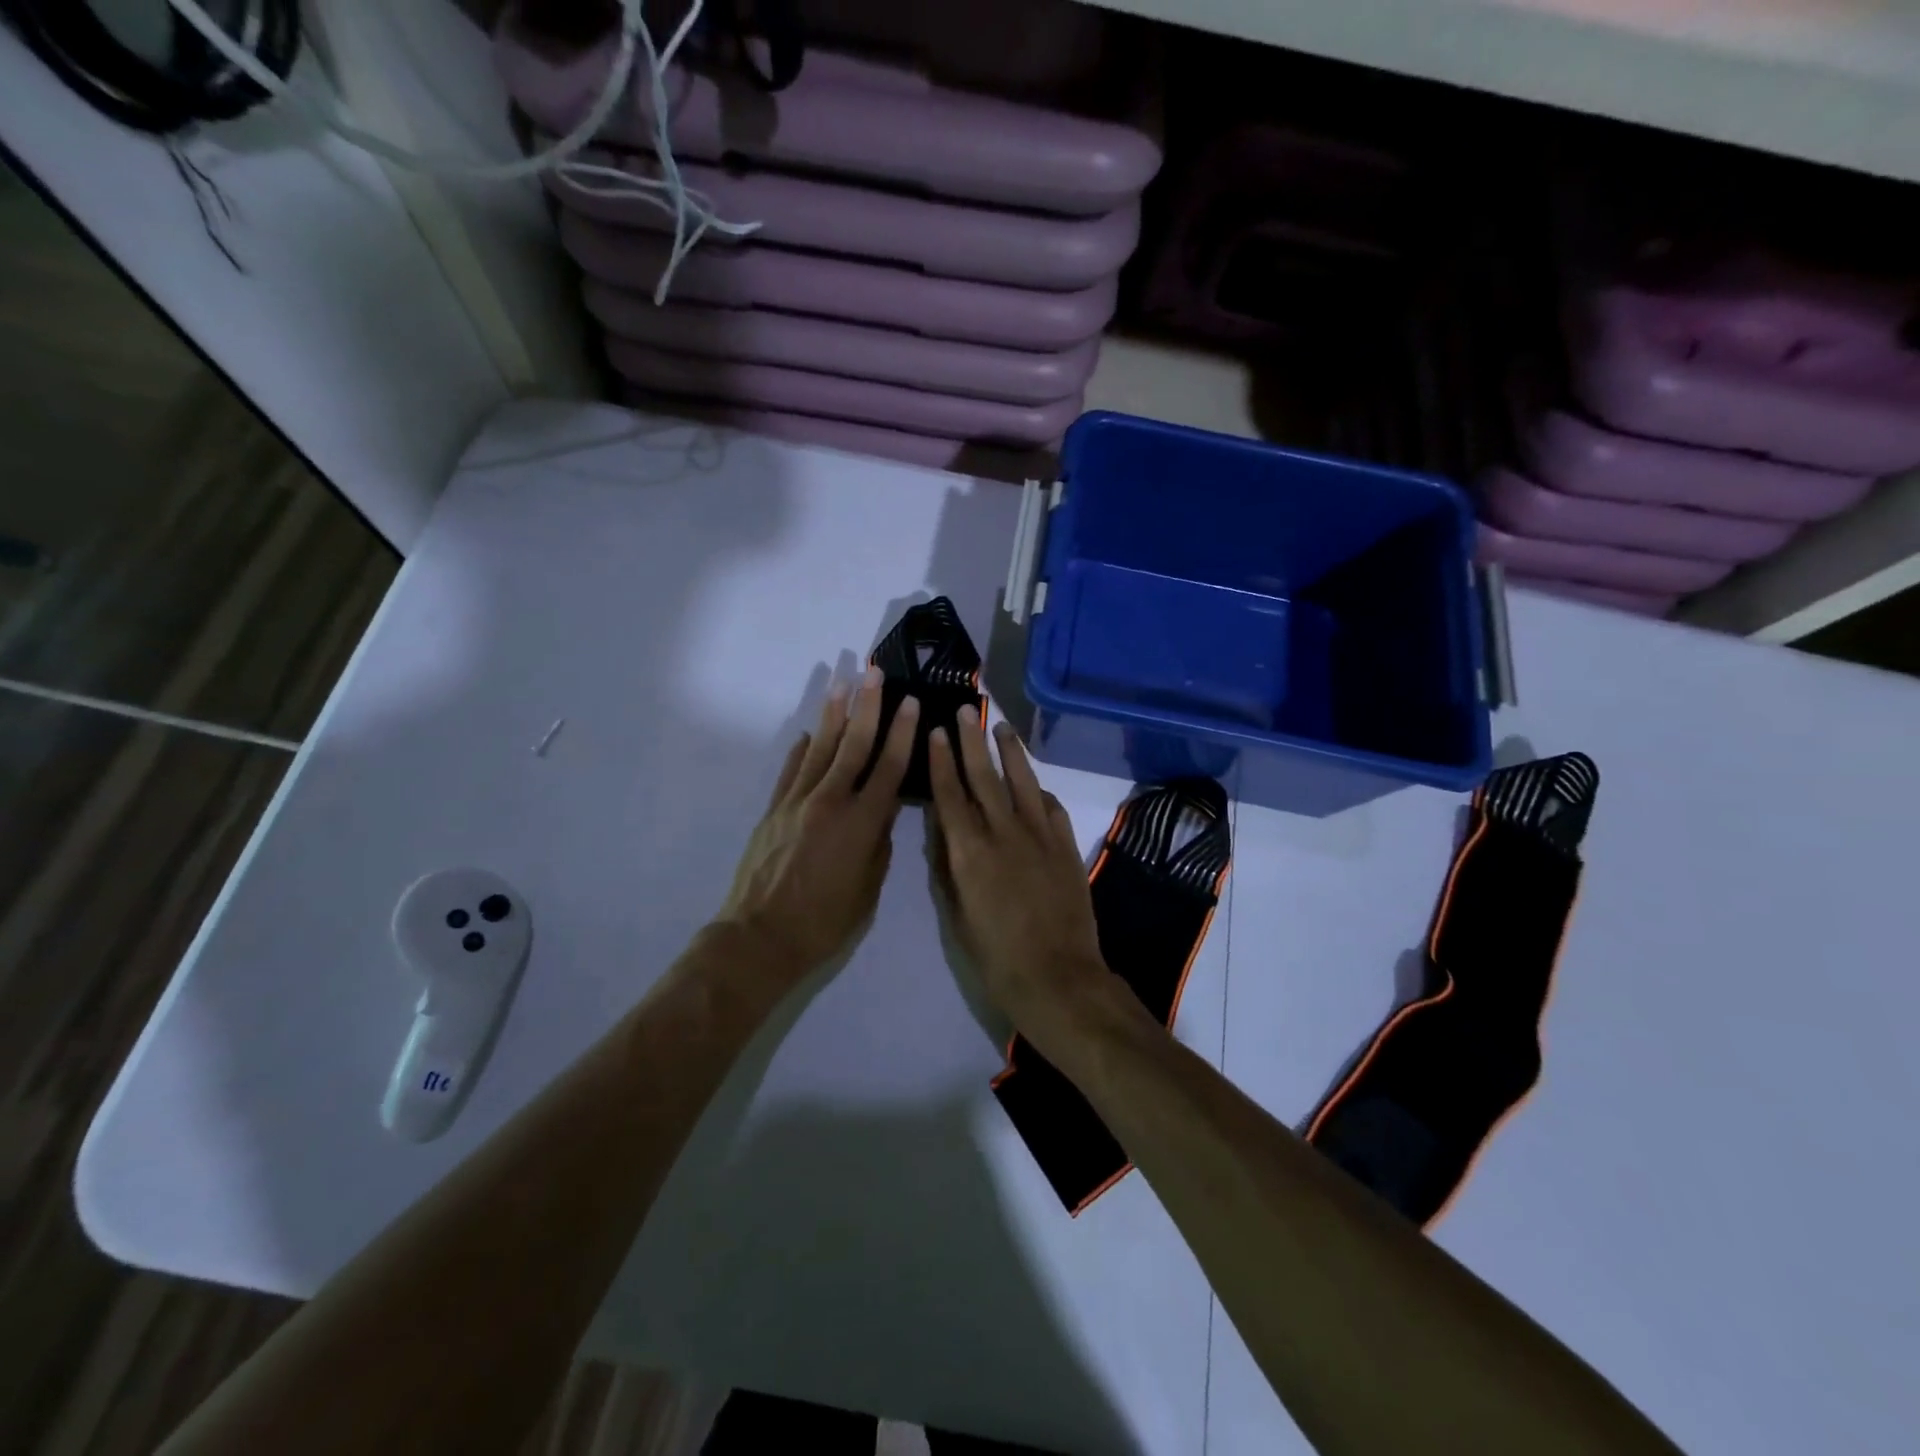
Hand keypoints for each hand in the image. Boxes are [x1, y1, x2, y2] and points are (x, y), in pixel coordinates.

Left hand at [718, 668, 917, 977]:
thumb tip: (882, 809)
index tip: (911, 702)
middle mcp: (831, 801)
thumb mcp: (868, 887)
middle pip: (854, 744)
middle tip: (874, 673)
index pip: (890, 767)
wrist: (761, 937)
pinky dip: (801, 750)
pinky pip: (791, 771)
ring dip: (833, 715)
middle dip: (868, 706)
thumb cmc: (825, 922)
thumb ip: (879, 843)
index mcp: (862, 822)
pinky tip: (808, 733)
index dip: (903, 732)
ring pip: (820, 749)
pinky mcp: (773, 810)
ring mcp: (797, 802)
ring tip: (842, 684)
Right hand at [925, 708, 1110, 1036]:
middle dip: (972, 741)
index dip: (941, 761)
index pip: (950, 795)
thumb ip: (949, 867)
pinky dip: (1038, 789)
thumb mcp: (958, 915)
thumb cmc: (996, 956)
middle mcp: (1004, 833)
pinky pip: (1051, 806)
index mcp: (970, 852)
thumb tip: (943, 832)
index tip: (937, 731)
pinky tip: (1033, 782)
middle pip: (985, 777)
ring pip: (1022, 782)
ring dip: (1010, 752)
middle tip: (966, 711)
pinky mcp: (1066, 846)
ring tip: (1001, 727)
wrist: (1058, 977)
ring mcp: (1040, 836)